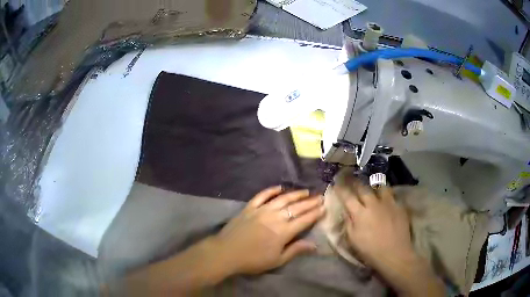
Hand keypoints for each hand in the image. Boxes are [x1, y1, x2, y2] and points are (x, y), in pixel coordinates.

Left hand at [213, 186, 324, 274]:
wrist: (226, 252)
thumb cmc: (253, 260)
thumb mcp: (277, 260)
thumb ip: (296, 250)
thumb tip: (314, 244)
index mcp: (284, 232)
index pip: (304, 220)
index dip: (316, 213)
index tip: (324, 207)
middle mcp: (275, 217)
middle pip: (296, 207)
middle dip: (310, 202)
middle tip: (320, 196)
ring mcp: (261, 210)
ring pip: (282, 199)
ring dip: (295, 194)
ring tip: (305, 191)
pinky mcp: (249, 207)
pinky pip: (262, 195)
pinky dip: (271, 190)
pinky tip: (279, 187)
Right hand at [336, 182, 413, 269]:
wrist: (394, 253)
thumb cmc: (370, 250)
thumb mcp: (353, 240)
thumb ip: (348, 223)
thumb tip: (346, 211)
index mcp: (360, 213)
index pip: (347, 196)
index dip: (341, 188)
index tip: (336, 183)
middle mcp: (373, 204)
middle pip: (363, 187)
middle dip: (354, 182)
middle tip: (351, 178)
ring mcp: (388, 203)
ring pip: (379, 186)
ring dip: (373, 185)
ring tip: (371, 185)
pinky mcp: (399, 205)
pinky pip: (391, 194)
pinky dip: (386, 193)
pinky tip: (385, 197)